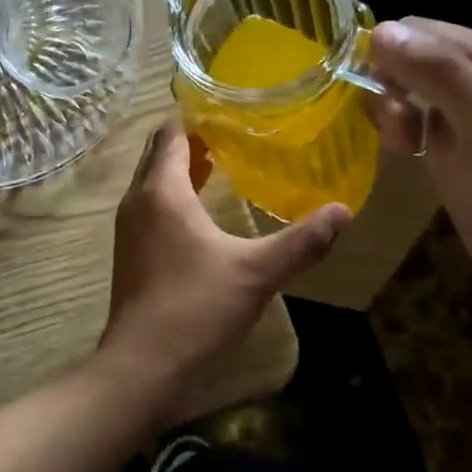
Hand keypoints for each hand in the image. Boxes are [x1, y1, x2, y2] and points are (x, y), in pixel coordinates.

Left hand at [98, 120, 349, 421]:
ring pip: (153, 180)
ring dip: (180, 168)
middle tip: (232, 132)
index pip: (171, 133)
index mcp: (161, 191)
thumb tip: (343, 212)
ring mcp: (128, 226)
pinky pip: (150, 204)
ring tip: (220, 163)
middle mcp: (137, 199)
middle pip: (159, 153)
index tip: (227, 107)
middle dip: (190, 139)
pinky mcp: (129, 250)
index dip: (195, 116)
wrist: (142, 364)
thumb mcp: (257, 273)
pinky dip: (172, 195)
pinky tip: (201, 212)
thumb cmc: (197, 307)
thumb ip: (302, 241)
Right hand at [366, 19, 471, 320]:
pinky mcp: (459, 139)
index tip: (385, 103)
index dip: (390, 57)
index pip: (422, 30)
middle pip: (412, 55)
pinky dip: (401, 129)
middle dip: (390, 87)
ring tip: (401, 146)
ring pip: (407, 85)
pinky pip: (414, 114)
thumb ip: (439, 74)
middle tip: (397, 132)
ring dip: (392, 111)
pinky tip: (405, 152)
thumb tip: (379, 30)